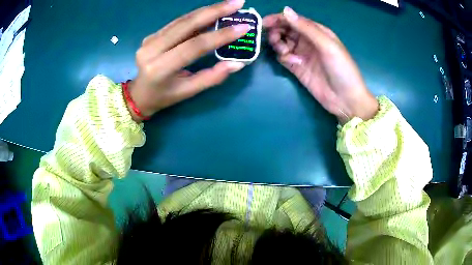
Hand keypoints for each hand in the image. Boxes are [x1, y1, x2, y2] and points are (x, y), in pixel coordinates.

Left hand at [127, 0, 248, 121]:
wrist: (139, 94)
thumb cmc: (164, 96)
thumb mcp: (187, 92)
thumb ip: (212, 77)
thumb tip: (237, 63)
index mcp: (160, 68)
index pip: (194, 46)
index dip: (220, 35)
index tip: (243, 27)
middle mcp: (151, 49)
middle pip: (187, 25)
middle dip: (215, 11)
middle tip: (238, 2)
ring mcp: (150, 39)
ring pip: (182, 19)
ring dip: (207, 10)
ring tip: (229, 3)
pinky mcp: (152, 34)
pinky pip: (177, 22)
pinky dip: (196, 15)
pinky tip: (212, 10)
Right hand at [263, 7, 378, 123]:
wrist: (345, 100)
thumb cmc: (342, 69)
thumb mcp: (327, 45)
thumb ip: (306, 28)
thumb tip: (285, 10)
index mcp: (317, 31)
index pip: (294, 20)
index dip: (279, 19)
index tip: (264, 23)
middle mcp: (308, 41)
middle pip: (286, 30)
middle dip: (277, 32)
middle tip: (274, 39)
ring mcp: (302, 54)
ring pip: (282, 43)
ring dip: (278, 44)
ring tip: (285, 52)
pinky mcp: (298, 68)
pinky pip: (284, 57)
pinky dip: (283, 58)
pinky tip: (292, 63)